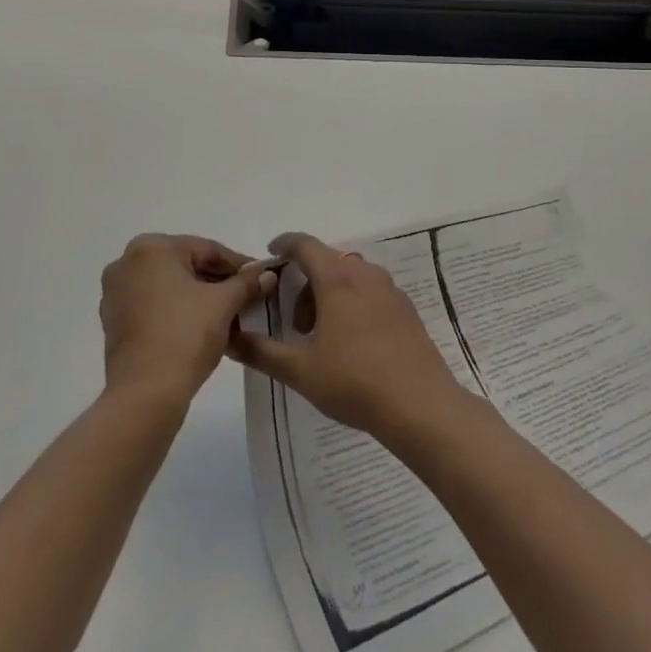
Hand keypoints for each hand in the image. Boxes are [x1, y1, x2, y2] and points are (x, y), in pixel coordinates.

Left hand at [99, 235, 272, 409]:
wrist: (146, 393)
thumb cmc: (186, 335)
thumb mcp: (224, 303)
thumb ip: (246, 282)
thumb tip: (266, 274)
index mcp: (151, 248)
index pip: (206, 249)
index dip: (238, 264)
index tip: (262, 277)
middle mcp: (127, 262)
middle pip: (186, 265)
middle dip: (218, 281)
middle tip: (248, 296)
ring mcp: (116, 293)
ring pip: (169, 286)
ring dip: (199, 296)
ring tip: (230, 313)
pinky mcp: (113, 321)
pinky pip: (153, 305)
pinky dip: (177, 311)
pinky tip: (201, 327)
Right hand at [227, 233, 469, 445]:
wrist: (421, 406)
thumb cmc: (355, 382)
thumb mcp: (300, 370)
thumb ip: (261, 351)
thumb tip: (229, 337)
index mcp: (338, 280)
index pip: (305, 245)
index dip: (284, 244)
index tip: (270, 253)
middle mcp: (365, 275)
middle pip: (328, 262)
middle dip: (307, 283)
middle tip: (297, 324)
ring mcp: (391, 291)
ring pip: (352, 277)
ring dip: (331, 294)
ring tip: (323, 337)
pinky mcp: (407, 311)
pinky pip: (372, 293)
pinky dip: (354, 303)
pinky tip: (353, 344)